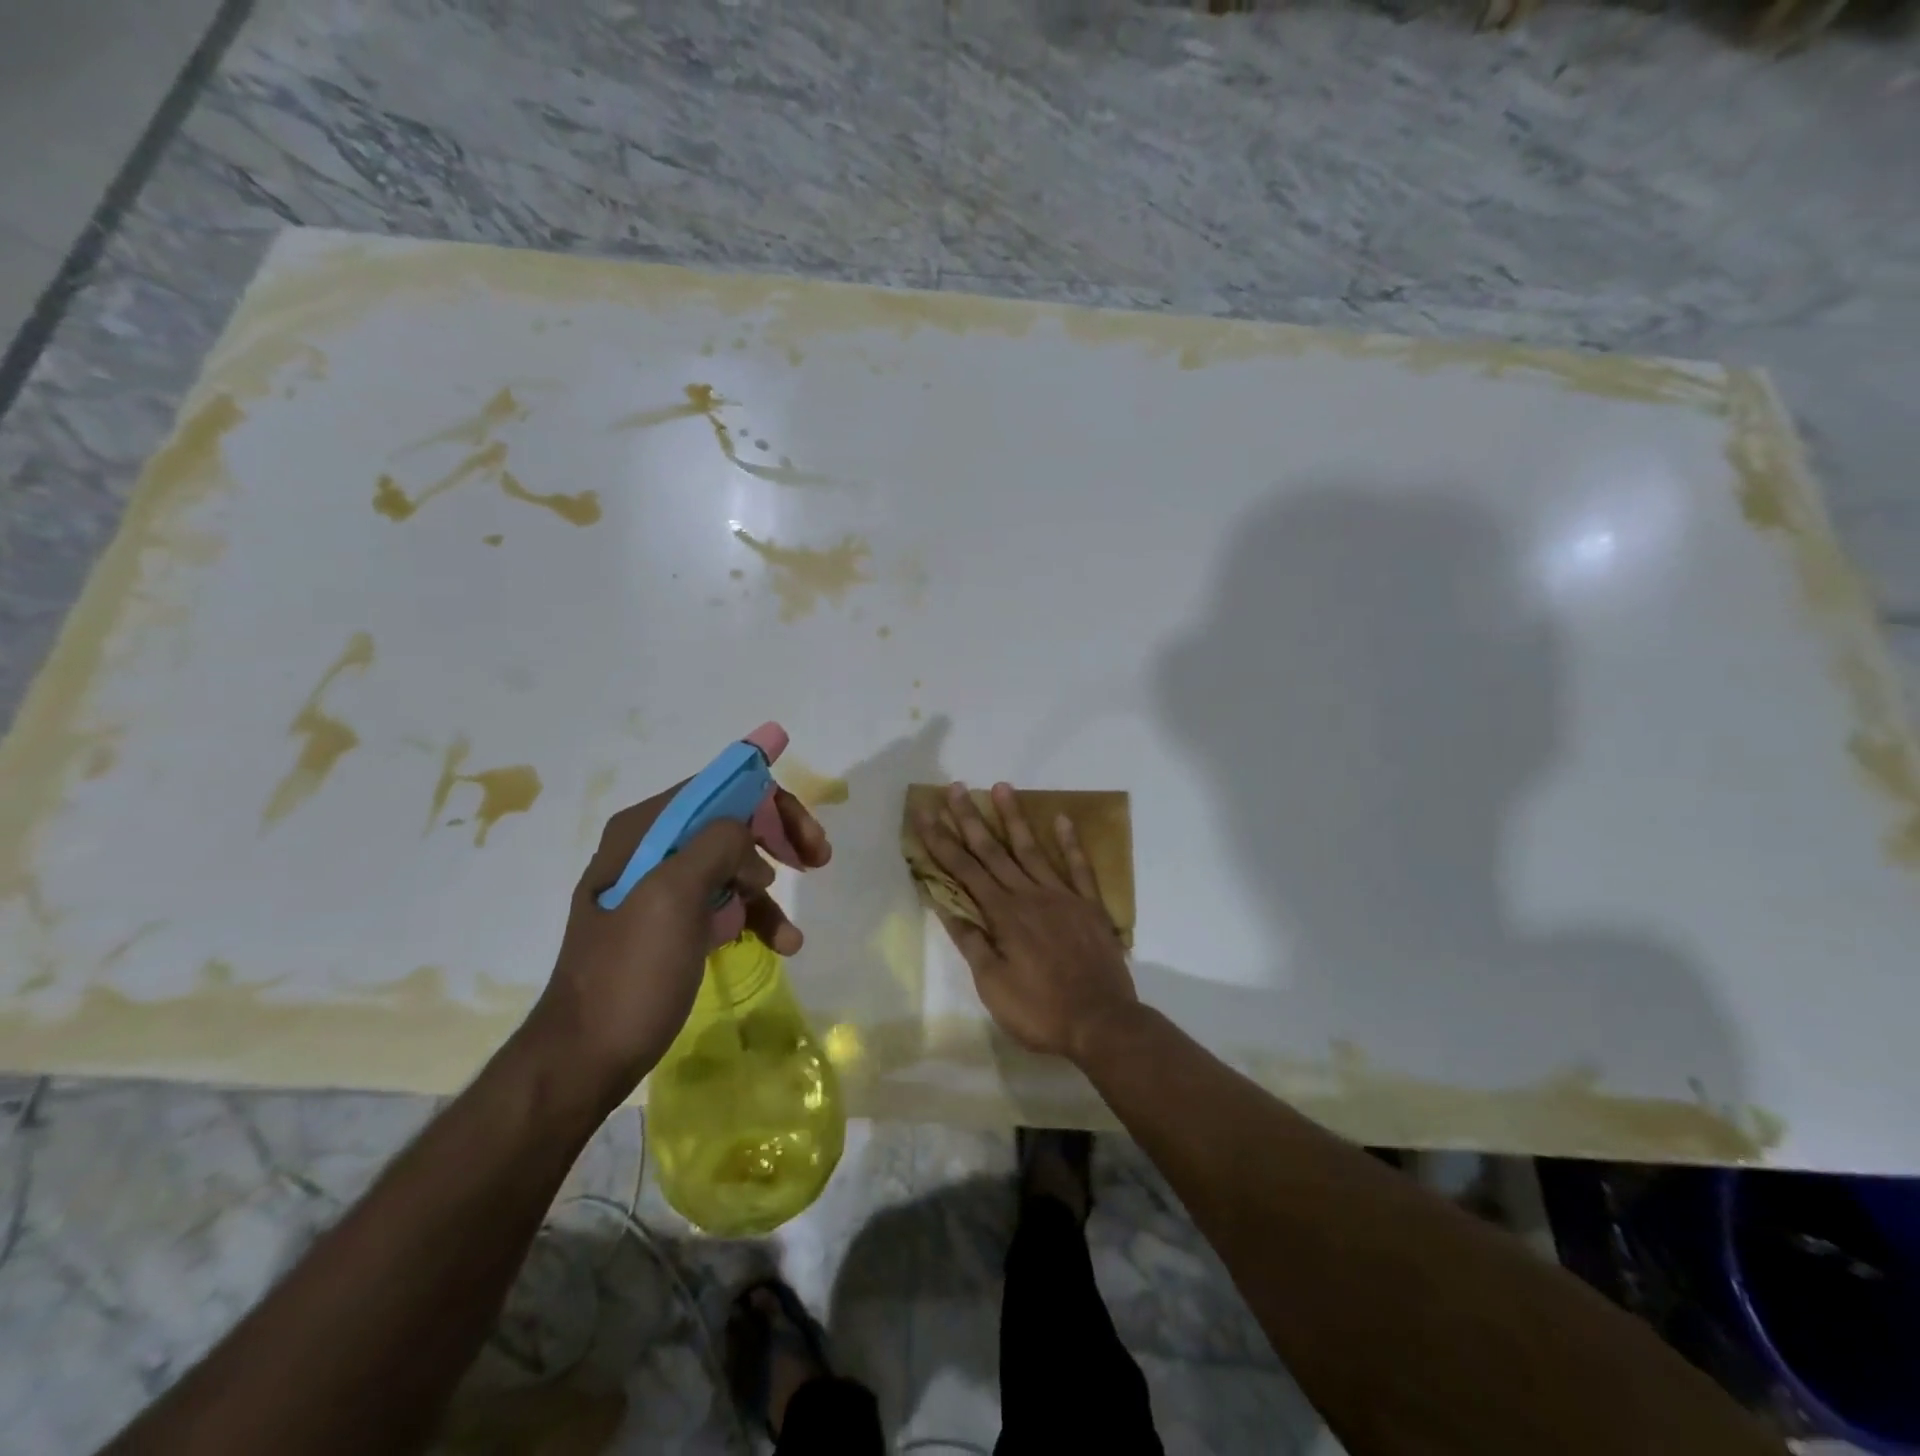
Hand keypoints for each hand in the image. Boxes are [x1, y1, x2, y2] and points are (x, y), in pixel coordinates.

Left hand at [534, 782, 831, 1102]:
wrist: (585, 1058)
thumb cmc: (630, 972)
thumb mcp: (671, 896)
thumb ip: (716, 844)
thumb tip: (749, 837)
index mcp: (645, 830)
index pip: (719, 789)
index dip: (768, 801)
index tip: (804, 835)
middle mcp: (652, 849)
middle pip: (731, 823)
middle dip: (778, 838)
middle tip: (817, 859)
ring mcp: (662, 889)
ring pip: (734, 866)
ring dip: (769, 891)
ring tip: (790, 934)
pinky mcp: (673, 925)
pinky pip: (725, 905)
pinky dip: (755, 919)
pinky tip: (781, 945)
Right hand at [913, 781, 1137, 1063]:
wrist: (1102, 1023)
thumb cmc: (1040, 1011)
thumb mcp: (992, 985)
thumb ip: (971, 941)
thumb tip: (945, 905)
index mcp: (1002, 914)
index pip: (963, 870)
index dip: (941, 841)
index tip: (926, 813)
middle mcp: (1029, 895)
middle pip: (992, 851)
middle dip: (970, 819)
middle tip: (955, 788)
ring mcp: (1062, 896)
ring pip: (1032, 849)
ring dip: (1014, 817)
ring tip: (1001, 787)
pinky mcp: (1089, 905)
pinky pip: (1079, 867)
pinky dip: (1070, 842)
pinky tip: (1061, 818)